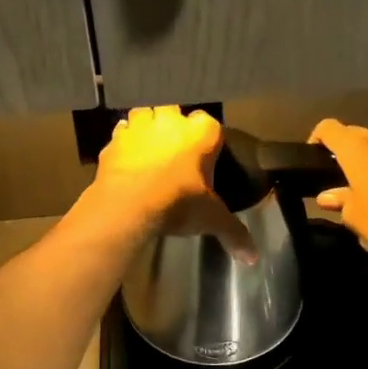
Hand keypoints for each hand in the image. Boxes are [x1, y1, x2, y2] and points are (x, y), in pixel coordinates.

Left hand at [90, 106, 254, 259]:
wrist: (128, 205)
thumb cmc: (178, 203)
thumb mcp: (212, 219)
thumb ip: (234, 233)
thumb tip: (254, 257)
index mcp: (201, 132)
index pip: (210, 124)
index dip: (207, 139)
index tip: (204, 156)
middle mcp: (170, 120)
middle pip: (174, 111)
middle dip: (173, 125)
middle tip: (174, 149)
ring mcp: (139, 127)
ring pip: (143, 114)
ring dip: (146, 127)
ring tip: (149, 149)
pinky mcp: (114, 141)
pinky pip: (120, 135)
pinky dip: (123, 144)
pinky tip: (126, 159)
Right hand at [307, 119, 367, 266]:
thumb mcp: (354, 217)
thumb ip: (339, 200)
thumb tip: (327, 196)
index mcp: (359, 150)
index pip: (329, 128)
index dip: (315, 139)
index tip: (310, 159)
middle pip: (351, 132)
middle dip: (339, 148)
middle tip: (330, 172)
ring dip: (360, 156)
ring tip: (352, 181)